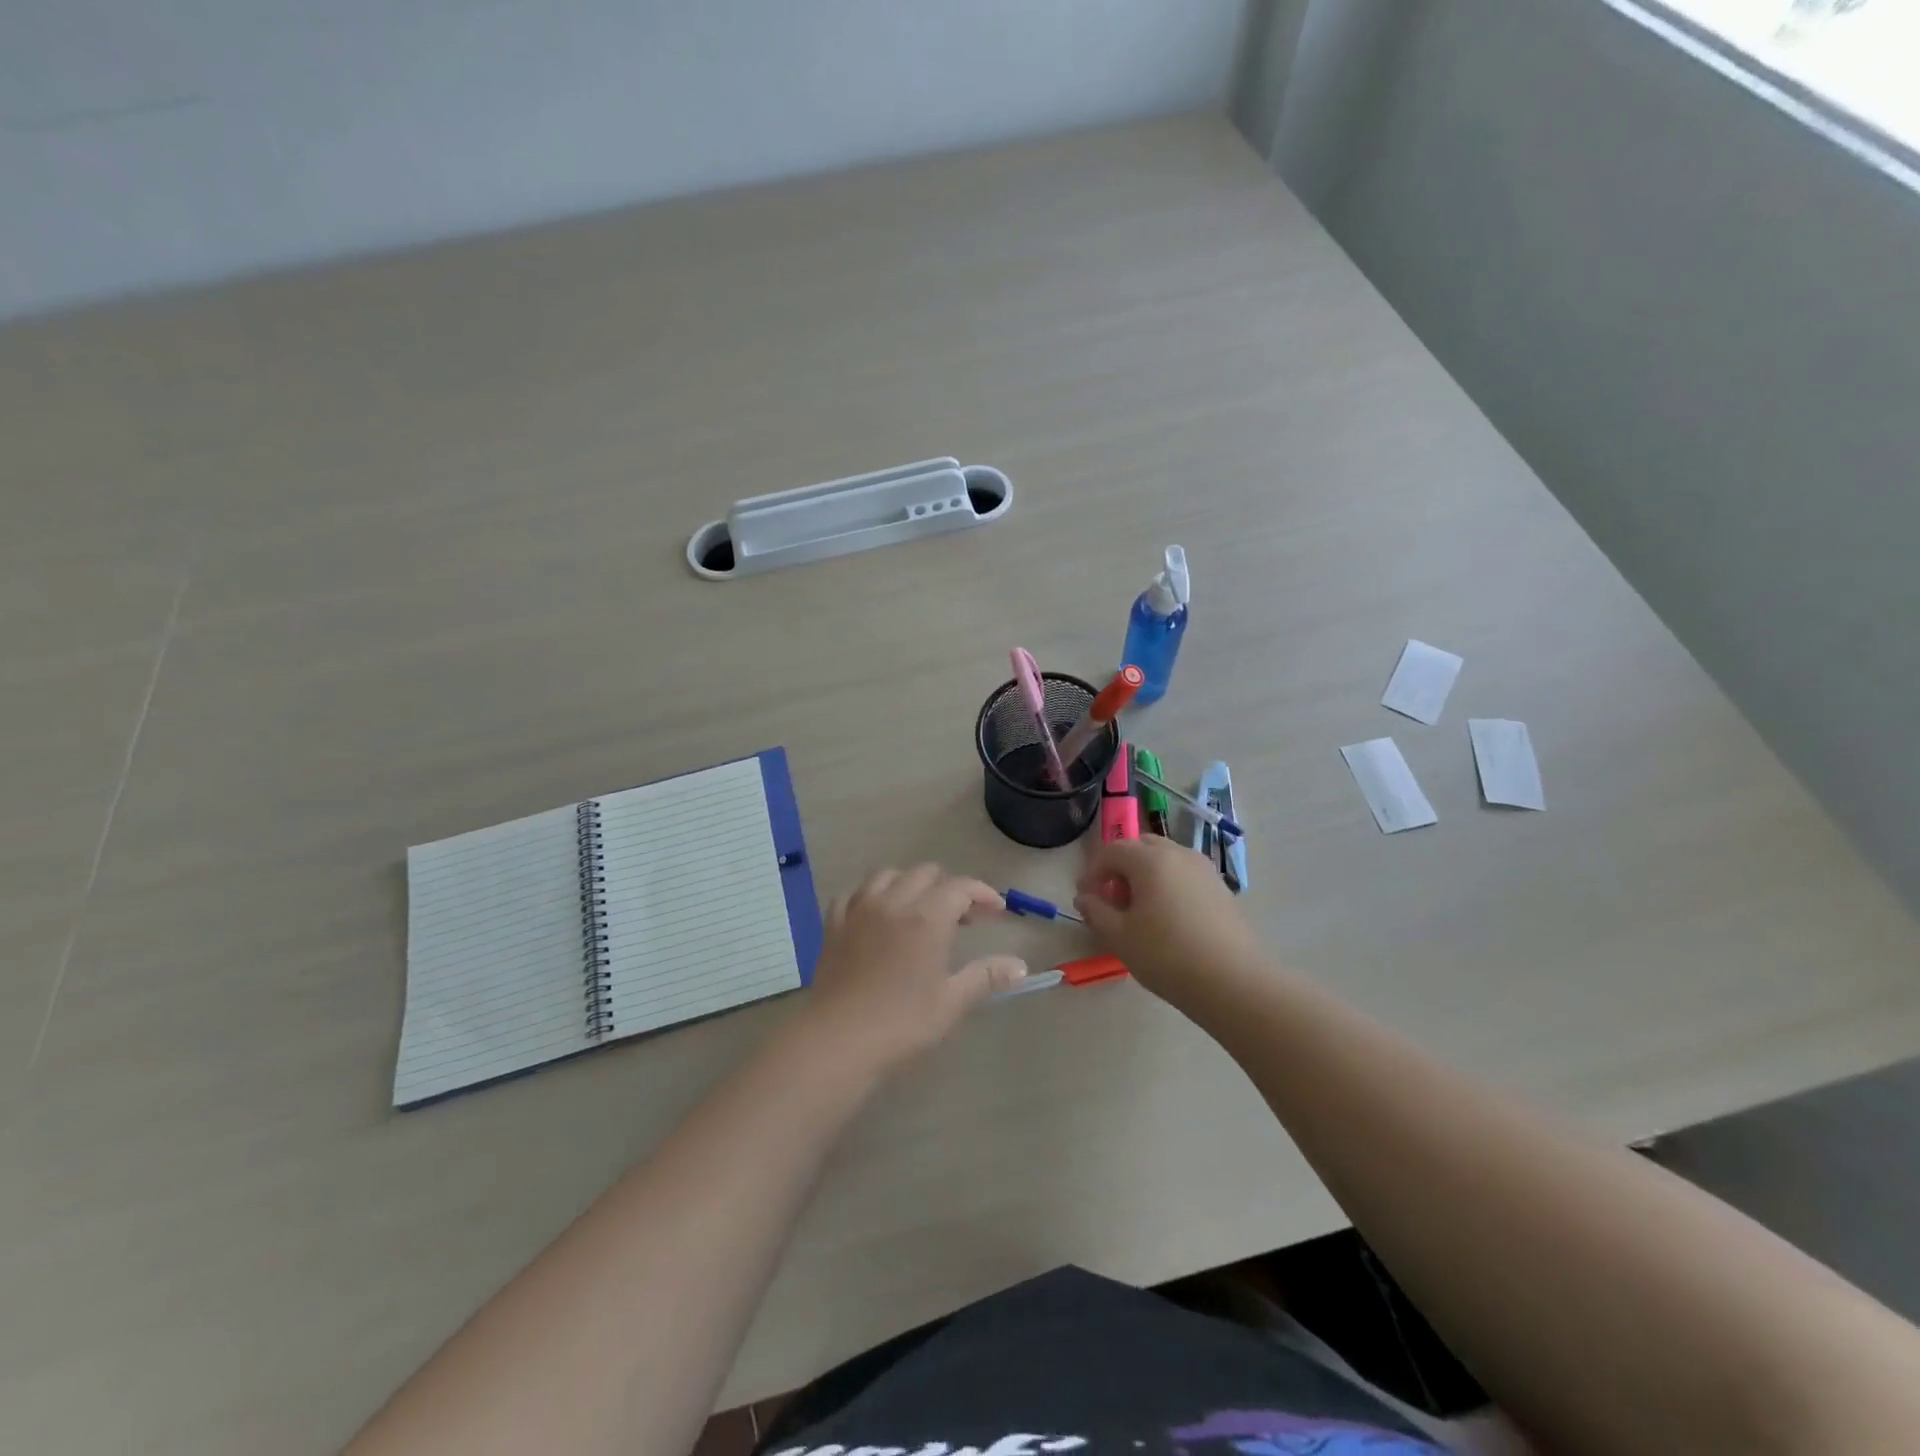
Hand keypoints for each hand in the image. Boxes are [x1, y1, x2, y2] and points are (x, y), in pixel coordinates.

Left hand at [800, 864, 1026, 1074]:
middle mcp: (894, 902)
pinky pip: (854, 894)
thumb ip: (986, 976)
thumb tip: (1020, 966)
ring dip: (909, 884)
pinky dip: (871, 896)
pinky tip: (876, 915)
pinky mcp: (834, 924)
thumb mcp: (952, 1002)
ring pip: (888, 875)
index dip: (982, 893)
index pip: (961, 887)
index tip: (996, 911)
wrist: (839, 1039)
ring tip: (919, 909)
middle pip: (926, 873)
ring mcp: (859, 909)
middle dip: (949, 887)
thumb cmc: (902, 1022)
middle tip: (962, 918)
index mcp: (927, 917)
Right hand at [1073, 836, 1263, 1006]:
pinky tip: (1169, 919)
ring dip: (1146, 875)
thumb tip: (1084, 898)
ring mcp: (1204, 869)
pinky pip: (1185, 875)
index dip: (1093, 871)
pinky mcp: (1221, 889)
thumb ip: (1095, 912)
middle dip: (1121, 867)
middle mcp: (1178, 854)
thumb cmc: (1167, 956)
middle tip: (1113, 900)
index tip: (1087, 897)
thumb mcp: (1119, 937)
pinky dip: (1169, 885)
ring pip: (1166, 859)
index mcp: (1150, 860)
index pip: (1112, 850)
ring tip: (1141, 911)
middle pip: (1141, 847)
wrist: (1233, 982)